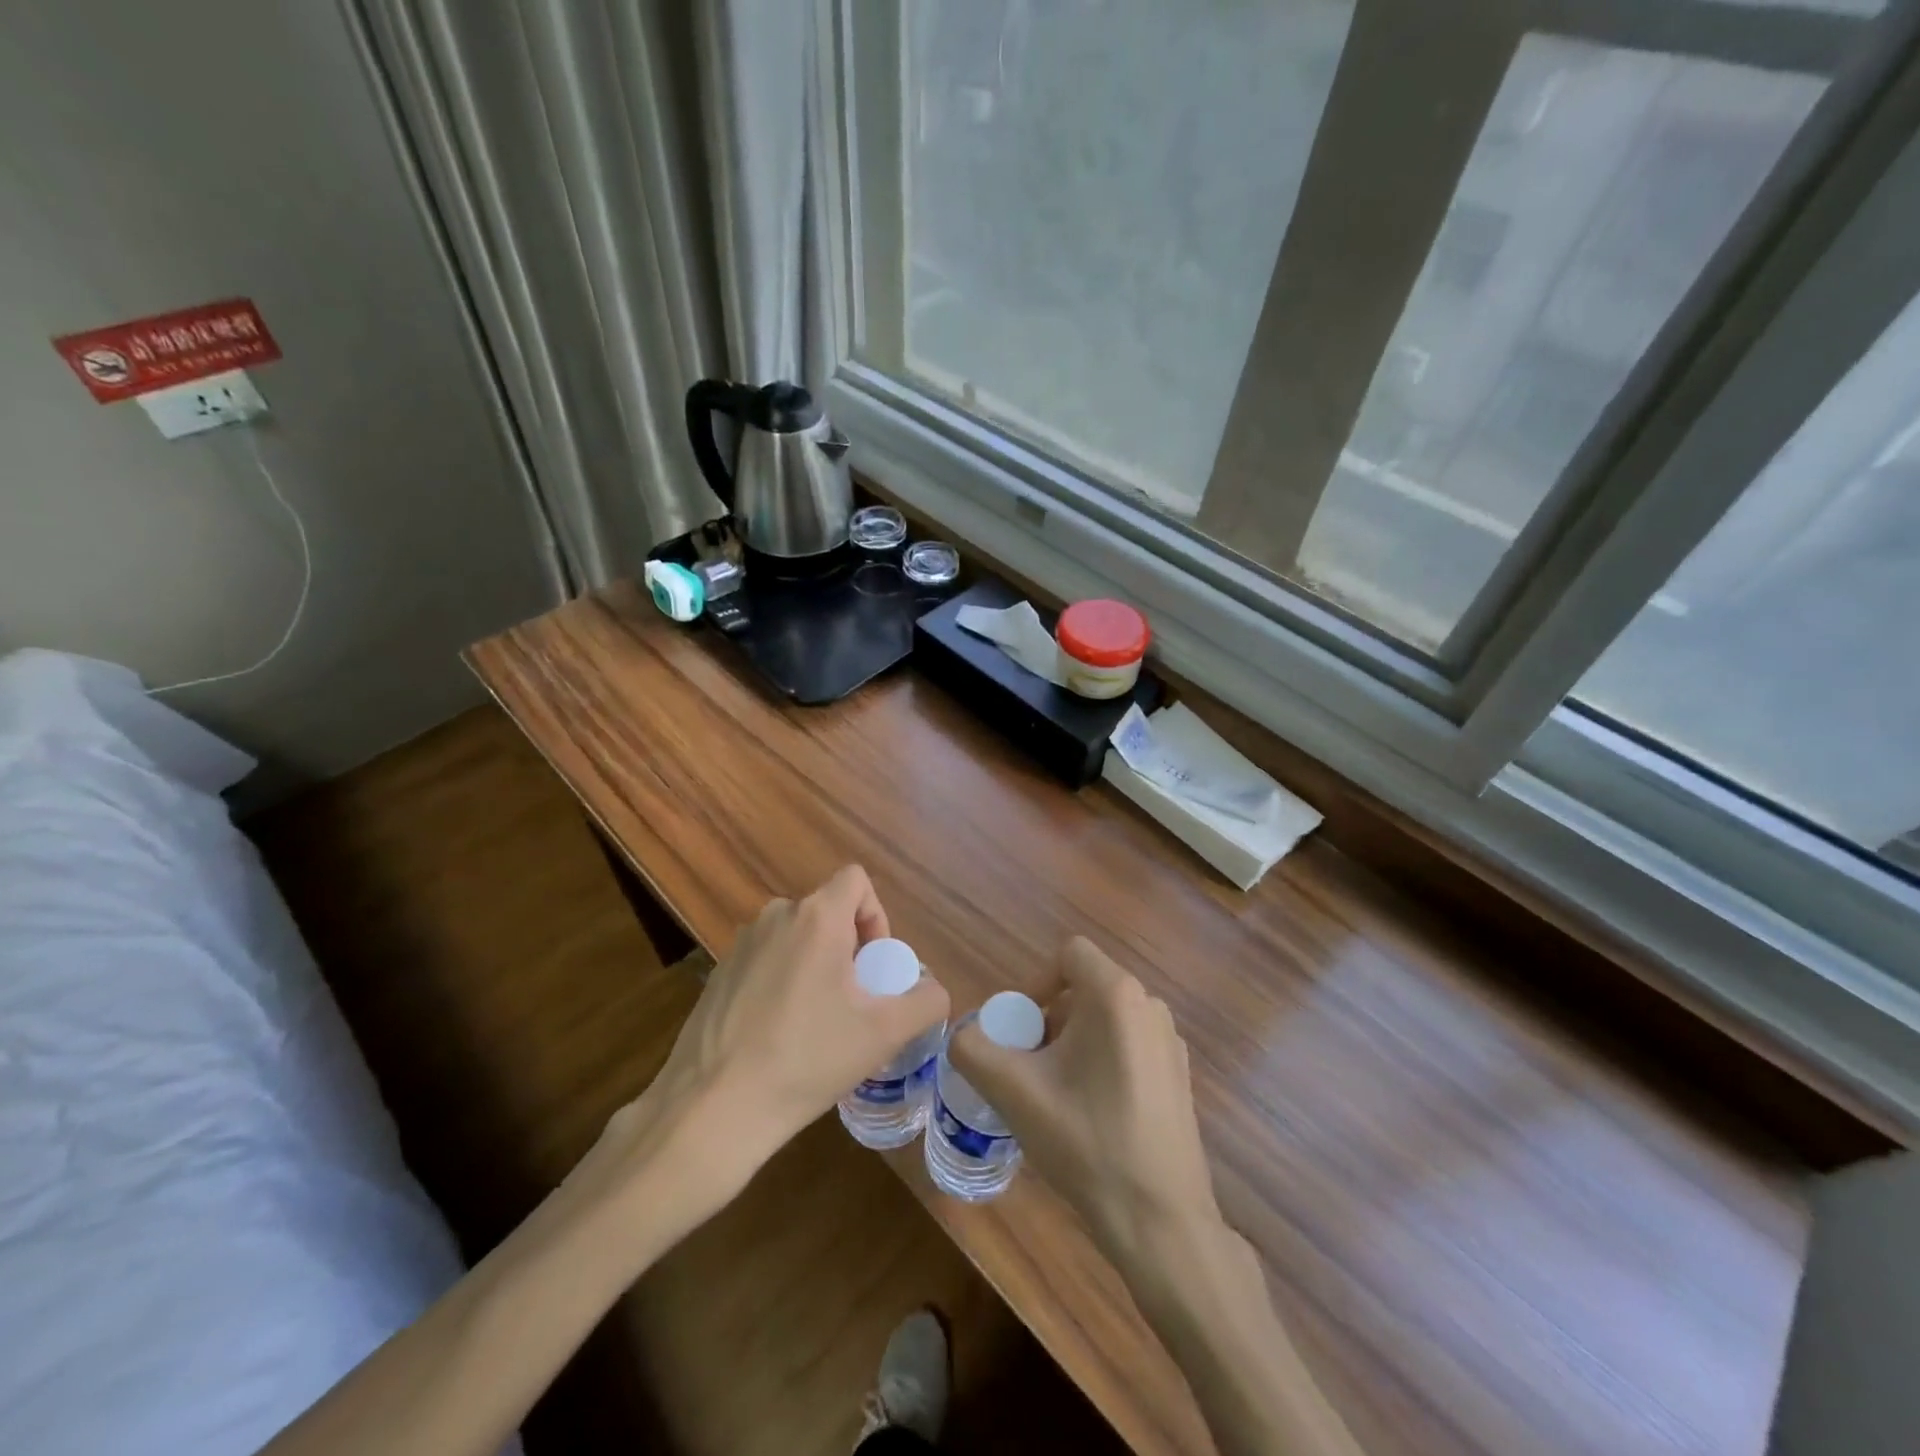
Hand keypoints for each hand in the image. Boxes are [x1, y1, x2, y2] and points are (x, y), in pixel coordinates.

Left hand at [614, 866, 948, 1208]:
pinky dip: (782, 982)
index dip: (877, 915)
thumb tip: (934, 991)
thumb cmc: (807, 1059)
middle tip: (853, 1002)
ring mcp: (740, 945)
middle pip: (827, 911)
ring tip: (817, 1022)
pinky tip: (778, 1035)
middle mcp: (775, 916)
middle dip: (849, 948)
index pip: (856, 880)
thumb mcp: (884, 1034)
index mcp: (816, 917)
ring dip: (816, 965)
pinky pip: (766, 961)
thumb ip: (925, 1002)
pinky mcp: (717, 974)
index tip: (874, 966)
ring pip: (795, 937)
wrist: (713, 1108)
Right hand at [951, 937, 1220, 1270]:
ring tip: (1056, 1093)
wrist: (1161, 1221)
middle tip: (1030, 1067)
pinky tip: (1092, 1114)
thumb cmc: (1086, 1142)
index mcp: (1116, 995)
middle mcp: (1150, 1006)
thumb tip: (964, 1036)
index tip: (1020, 1030)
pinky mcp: (1179, 1075)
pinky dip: (1101, 1061)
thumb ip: (973, 1050)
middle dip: (1049, 1019)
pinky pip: (1129, 1045)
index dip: (1035, 982)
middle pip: (1085, 988)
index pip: (1068, 954)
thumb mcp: (1014, 1092)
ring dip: (1073, 1042)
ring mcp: (1170, 1041)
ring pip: (1106, 1018)